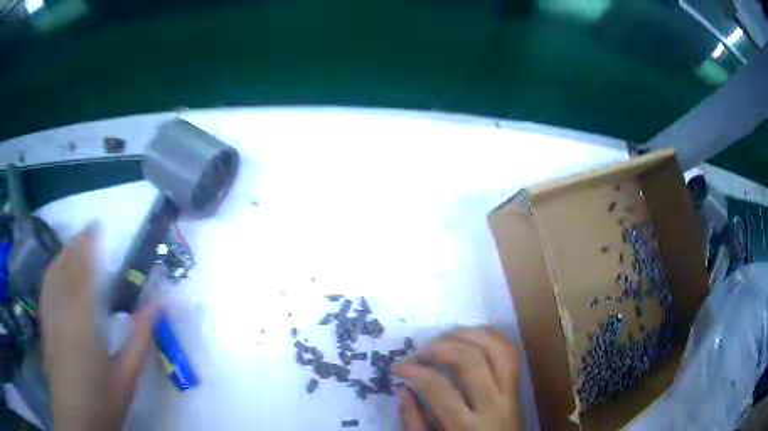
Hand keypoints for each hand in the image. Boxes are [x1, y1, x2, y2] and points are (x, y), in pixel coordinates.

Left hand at [39, 225, 155, 430]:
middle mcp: (63, 308)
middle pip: (67, 264)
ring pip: (54, 271)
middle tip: (89, 231)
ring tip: (74, 243)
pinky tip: (57, 268)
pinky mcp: (44, 321)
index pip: (85, 269)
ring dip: (64, 252)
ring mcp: (50, 313)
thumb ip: (140, 338)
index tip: (98, 226)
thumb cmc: (103, 400)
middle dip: (77, 243)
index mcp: (85, 319)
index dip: (89, 244)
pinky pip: (46, 285)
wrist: (75, 416)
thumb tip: (158, 305)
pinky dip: (53, 269)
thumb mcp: (127, 375)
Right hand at [393, 327, 522, 430]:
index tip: (396, 367)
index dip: (414, 371)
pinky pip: (510, 353)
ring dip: (468, 335)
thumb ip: (414, 422)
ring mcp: (511, 394)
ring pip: (496, 350)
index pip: (439, 387)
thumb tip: (402, 388)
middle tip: (419, 352)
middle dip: (440, 348)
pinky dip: (491, 337)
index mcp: (466, 427)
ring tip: (443, 337)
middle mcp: (493, 406)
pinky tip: (471, 336)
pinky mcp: (517, 388)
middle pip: (471, 360)